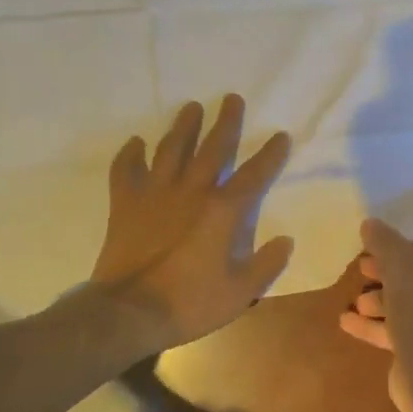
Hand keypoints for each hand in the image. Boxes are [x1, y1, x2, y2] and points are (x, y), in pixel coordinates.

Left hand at [91, 95, 294, 344]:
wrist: (130, 312)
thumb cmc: (190, 303)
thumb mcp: (240, 293)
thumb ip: (266, 264)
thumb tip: (286, 239)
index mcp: (223, 210)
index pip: (255, 174)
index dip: (271, 154)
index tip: (281, 135)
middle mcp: (192, 191)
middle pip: (213, 148)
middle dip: (226, 122)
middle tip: (232, 99)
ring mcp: (156, 193)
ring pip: (171, 149)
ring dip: (184, 127)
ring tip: (192, 107)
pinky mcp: (126, 203)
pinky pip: (126, 170)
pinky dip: (130, 155)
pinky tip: (136, 143)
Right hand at [338, 218, 412, 411]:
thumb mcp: (399, 259)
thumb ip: (382, 239)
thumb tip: (369, 223)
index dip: (402, 243)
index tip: (374, 245)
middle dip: (386, 273)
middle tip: (361, 268)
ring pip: (408, 305)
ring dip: (379, 300)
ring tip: (355, 301)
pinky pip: (399, 332)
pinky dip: (374, 326)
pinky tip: (347, 322)